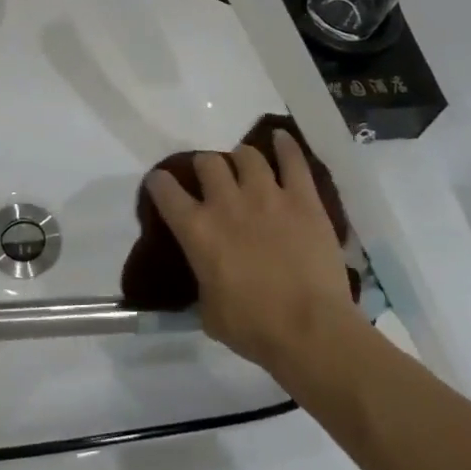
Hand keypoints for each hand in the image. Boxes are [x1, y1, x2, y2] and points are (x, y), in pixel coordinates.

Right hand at [145, 130, 363, 380]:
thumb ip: (202, 281)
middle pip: (208, 162)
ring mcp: (267, 194)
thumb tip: (205, 274)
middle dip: (206, 168)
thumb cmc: (254, 329)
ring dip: (241, 158)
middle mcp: (226, 202)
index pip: (165, 191)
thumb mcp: (209, 311)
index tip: (161, 183)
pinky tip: (280, 138)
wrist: (310, 330)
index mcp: (198, 230)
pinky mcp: (302, 197)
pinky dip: (285, 145)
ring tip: (246, 166)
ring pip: (246, 155)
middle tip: (212, 180)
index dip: (160, 183)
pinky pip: (292, 159)